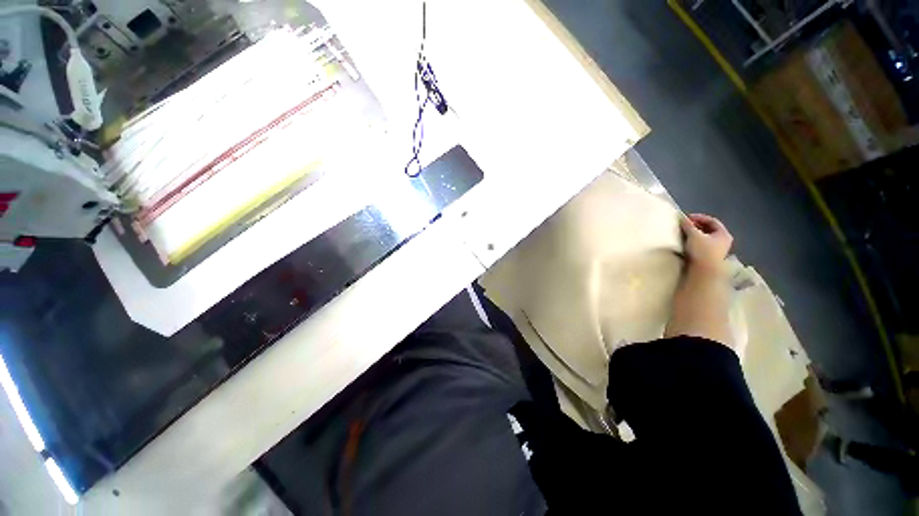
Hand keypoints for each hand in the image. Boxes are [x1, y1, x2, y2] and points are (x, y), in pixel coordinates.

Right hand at [680, 213, 732, 268]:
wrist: (703, 272)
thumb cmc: (702, 251)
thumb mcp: (694, 235)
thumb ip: (688, 225)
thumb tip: (682, 218)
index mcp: (723, 234)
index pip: (712, 221)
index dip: (699, 217)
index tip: (686, 218)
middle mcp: (723, 241)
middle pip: (709, 229)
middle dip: (696, 226)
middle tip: (684, 225)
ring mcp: (717, 250)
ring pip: (705, 237)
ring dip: (694, 234)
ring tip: (683, 233)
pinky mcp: (709, 256)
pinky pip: (701, 244)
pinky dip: (694, 241)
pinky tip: (686, 242)